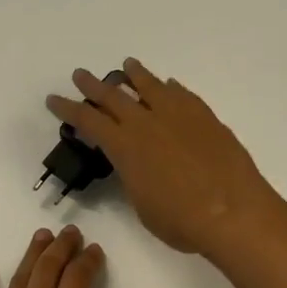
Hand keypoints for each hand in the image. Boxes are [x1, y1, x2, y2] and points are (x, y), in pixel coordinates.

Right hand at [47, 59, 282, 258]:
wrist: (233, 212)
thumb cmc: (181, 221)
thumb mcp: (143, 205)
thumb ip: (134, 178)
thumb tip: (135, 164)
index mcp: (125, 147)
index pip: (88, 121)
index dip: (68, 109)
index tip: (54, 99)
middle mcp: (147, 123)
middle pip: (113, 96)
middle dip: (93, 85)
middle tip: (80, 75)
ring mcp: (179, 115)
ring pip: (150, 86)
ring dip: (134, 75)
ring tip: (126, 66)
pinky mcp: (206, 117)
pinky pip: (182, 95)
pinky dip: (170, 88)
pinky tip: (169, 86)